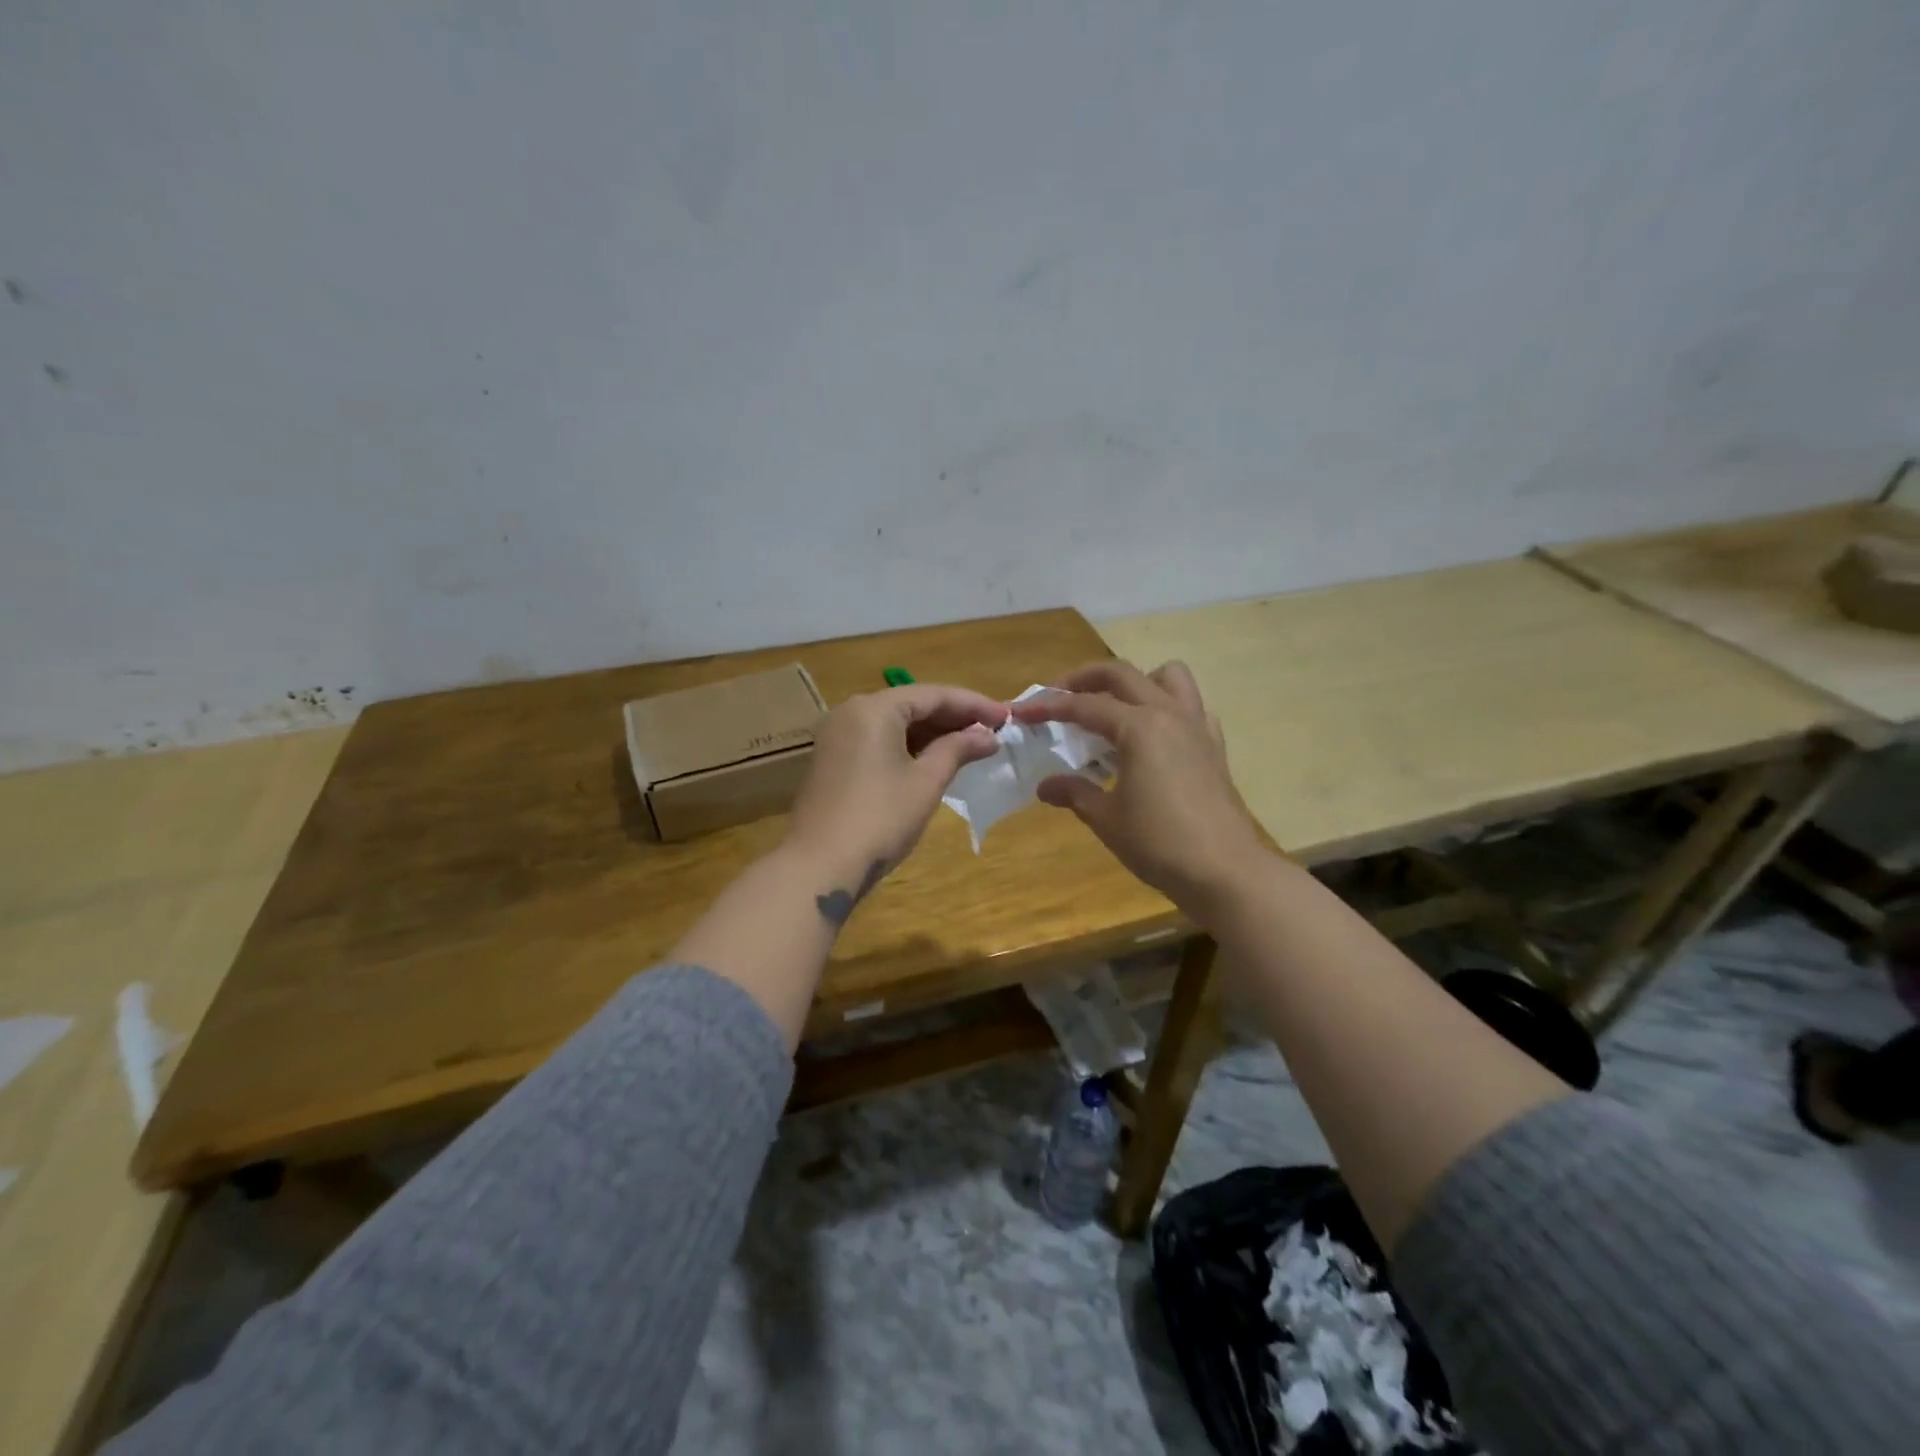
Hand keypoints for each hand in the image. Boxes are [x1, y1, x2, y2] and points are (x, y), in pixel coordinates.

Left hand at [783, 683, 1007, 913]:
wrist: (819, 867)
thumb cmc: (880, 819)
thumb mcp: (926, 782)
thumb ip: (958, 749)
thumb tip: (987, 736)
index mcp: (874, 708)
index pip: (933, 694)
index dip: (974, 704)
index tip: (1007, 717)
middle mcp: (851, 712)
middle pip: (911, 704)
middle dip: (953, 718)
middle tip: (993, 732)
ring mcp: (837, 737)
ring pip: (894, 724)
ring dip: (932, 734)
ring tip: (971, 746)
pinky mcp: (832, 761)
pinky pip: (878, 741)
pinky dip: (908, 747)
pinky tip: (935, 760)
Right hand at [1011, 660, 1266, 917]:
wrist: (1226, 871)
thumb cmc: (1160, 843)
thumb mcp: (1107, 818)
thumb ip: (1075, 792)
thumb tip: (1046, 786)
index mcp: (1139, 727)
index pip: (1084, 705)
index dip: (1049, 706)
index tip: (1022, 712)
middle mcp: (1169, 714)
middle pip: (1122, 674)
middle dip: (1084, 678)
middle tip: (1058, 696)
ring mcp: (1197, 726)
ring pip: (1167, 677)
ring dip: (1136, 682)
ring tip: (1114, 708)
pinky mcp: (1213, 746)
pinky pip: (1191, 707)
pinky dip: (1167, 708)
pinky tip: (1153, 737)